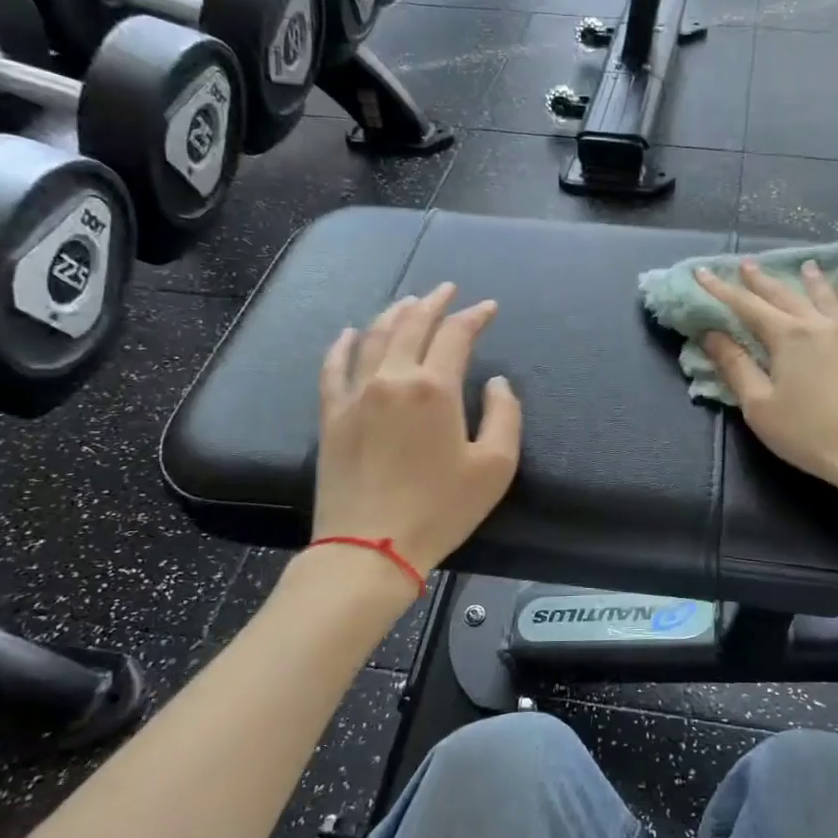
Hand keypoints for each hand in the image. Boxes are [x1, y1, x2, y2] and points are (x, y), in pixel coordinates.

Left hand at [313, 284, 522, 574]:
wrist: (370, 547)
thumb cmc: (441, 508)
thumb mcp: (495, 467)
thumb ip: (505, 415)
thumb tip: (496, 382)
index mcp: (435, 388)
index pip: (456, 335)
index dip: (474, 316)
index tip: (488, 307)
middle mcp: (393, 378)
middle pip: (412, 325)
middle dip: (433, 303)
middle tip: (446, 290)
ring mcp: (356, 394)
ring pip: (374, 338)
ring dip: (394, 314)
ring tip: (408, 302)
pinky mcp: (331, 415)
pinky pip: (334, 367)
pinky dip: (344, 344)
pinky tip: (350, 333)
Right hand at [697, 261, 837, 516]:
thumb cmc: (811, 435)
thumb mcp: (761, 407)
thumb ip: (736, 367)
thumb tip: (712, 335)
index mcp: (788, 337)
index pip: (746, 306)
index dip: (721, 289)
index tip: (703, 273)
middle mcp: (820, 324)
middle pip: (785, 295)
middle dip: (762, 280)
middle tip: (747, 264)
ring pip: (827, 296)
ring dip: (811, 280)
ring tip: (805, 265)